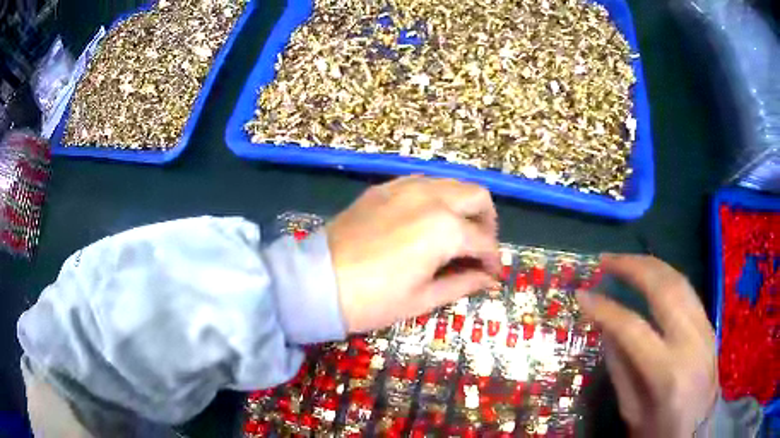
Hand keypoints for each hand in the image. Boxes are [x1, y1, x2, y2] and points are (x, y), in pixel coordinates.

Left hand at [327, 176, 500, 333]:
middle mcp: (430, 197)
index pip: (484, 240)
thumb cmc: (372, 300)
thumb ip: (463, 283)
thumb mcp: (422, 298)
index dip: (493, 260)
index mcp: (444, 228)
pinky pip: (423, 183)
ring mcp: (405, 187)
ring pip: (451, 183)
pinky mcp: (384, 188)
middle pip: (477, 196)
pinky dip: (437, 198)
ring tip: (457, 234)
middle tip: (479, 248)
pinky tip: (427, 221)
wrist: (316, 283)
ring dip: (463, 206)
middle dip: (487, 222)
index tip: (492, 275)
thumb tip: (488, 279)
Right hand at [576, 254, 718, 436]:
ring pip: (679, 281)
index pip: (632, 328)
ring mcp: (705, 329)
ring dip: (651, 265)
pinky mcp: (710, 325)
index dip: (605, 308)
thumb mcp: (632, 411)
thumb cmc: (660, 430)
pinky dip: (667, 277)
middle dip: (632, 267)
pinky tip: (653, 277)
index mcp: (668, 372)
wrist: (696, 432)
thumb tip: (606, 329)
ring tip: (627, 261)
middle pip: (663, 289)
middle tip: (606, 260)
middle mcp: (691, 341)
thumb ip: (620, 369)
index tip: (582, 294)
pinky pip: (688, 291)